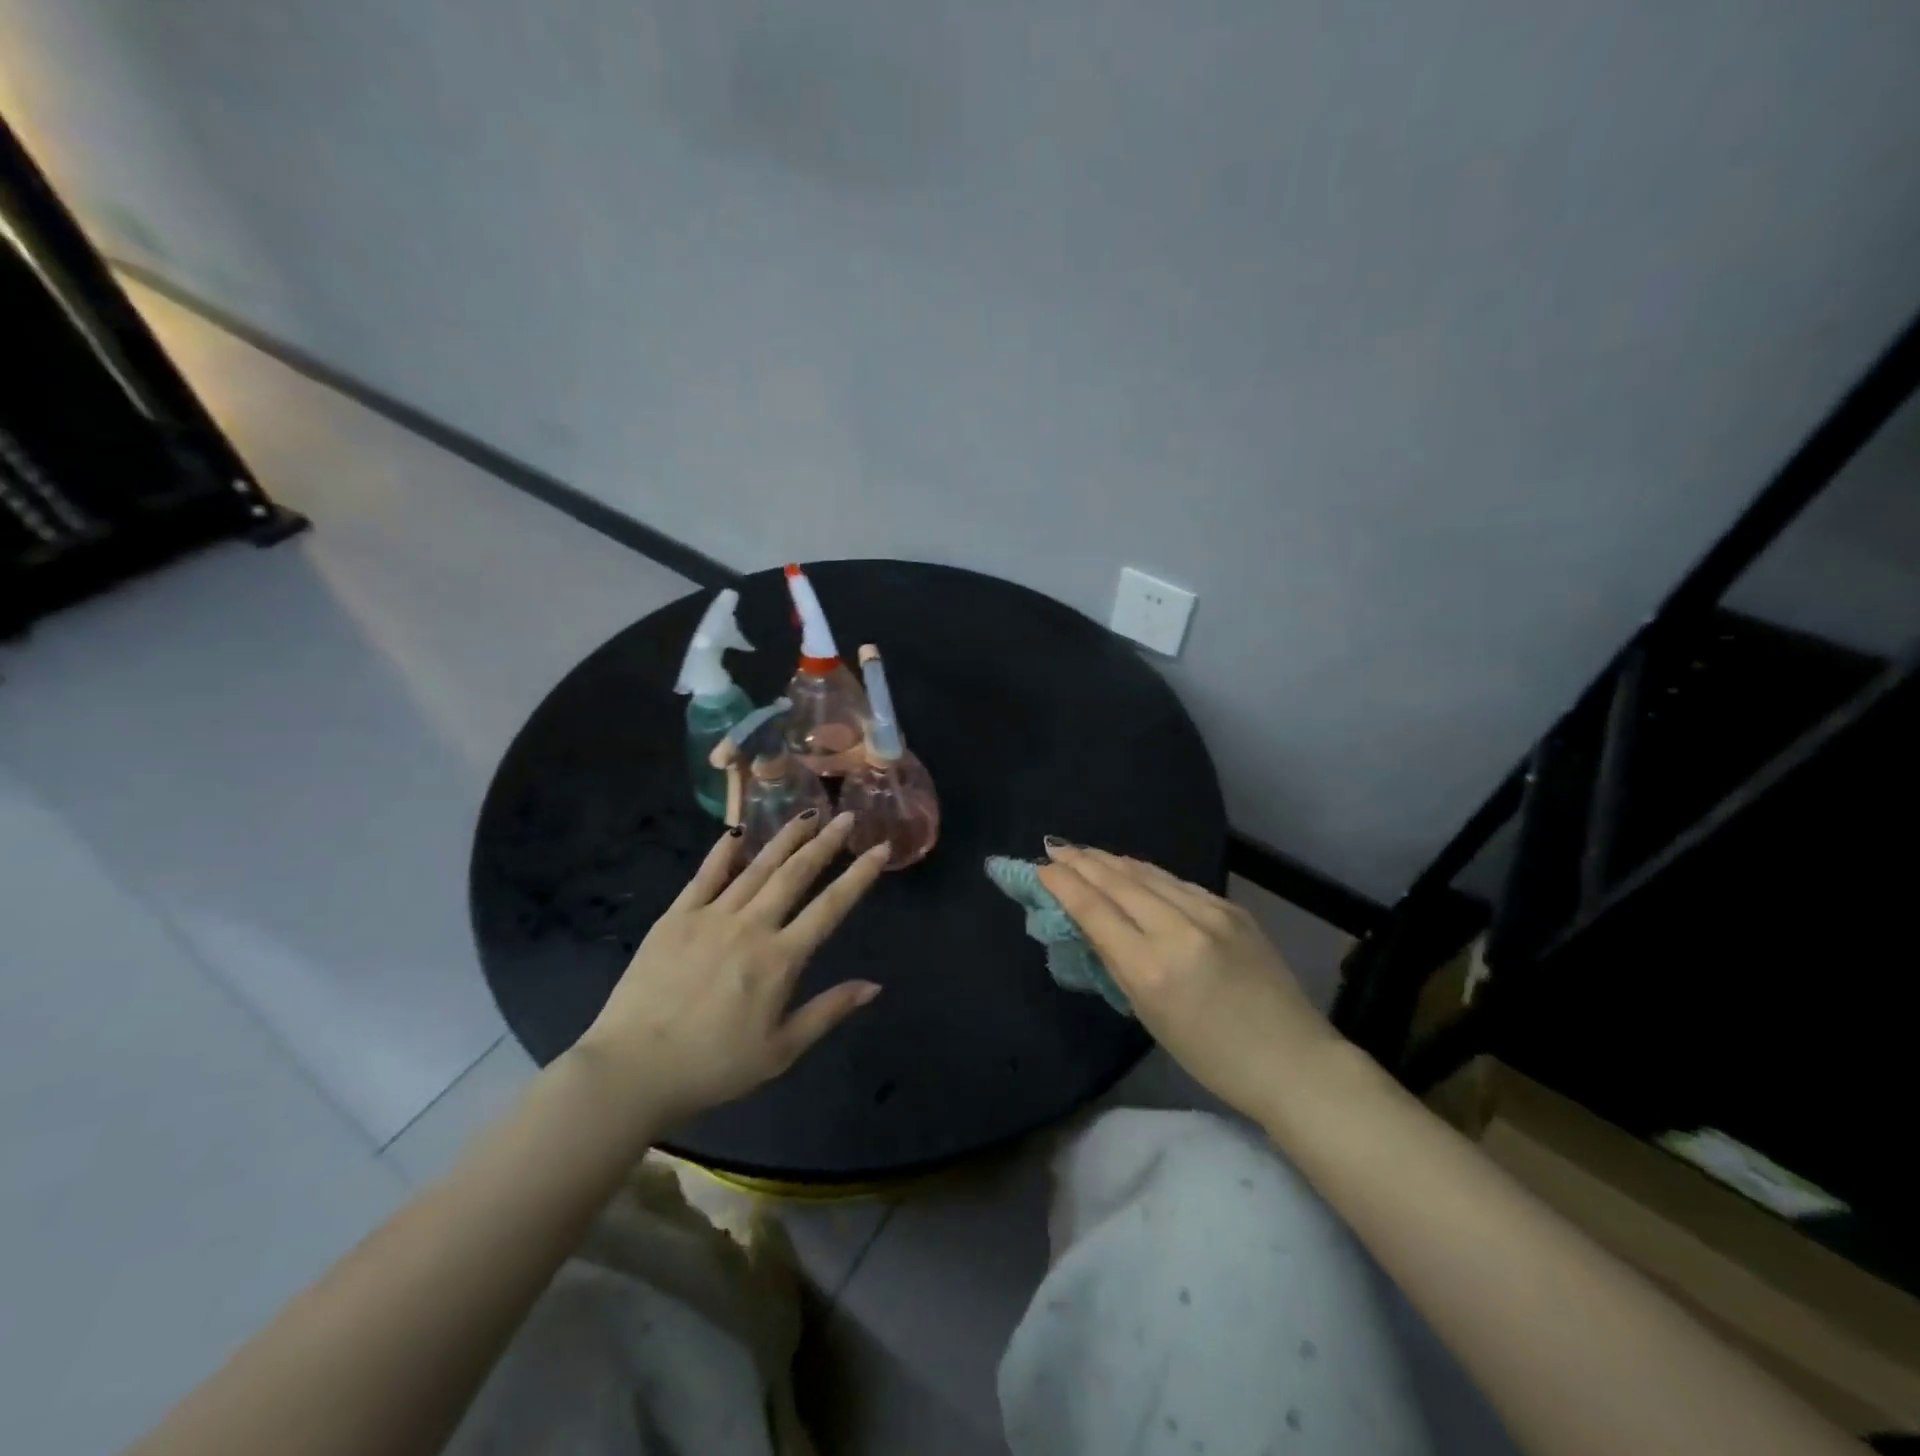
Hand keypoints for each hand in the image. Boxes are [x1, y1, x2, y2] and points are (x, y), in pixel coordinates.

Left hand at [572, 811, 889, 1131]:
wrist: (632, 1071)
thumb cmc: (713, 1067)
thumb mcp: (780, 1052)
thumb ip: (828, 1012)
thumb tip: (874, 986)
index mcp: (779, 960)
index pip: (830, 907)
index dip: (859, 876)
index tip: (880, 849)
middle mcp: (750, 927)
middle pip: (795, 875)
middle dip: (825, 843)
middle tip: (846, 817)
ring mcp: (710, 917)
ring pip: (756, 867)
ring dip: (785, 839)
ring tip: (807, 815)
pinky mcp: (675, 918)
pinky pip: (704, 876)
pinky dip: (724, 852)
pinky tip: (738, 833)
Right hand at [1037, 846, 1339, 1120]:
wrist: (1292, 1060)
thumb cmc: (1211, 1056)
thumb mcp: (1149, 1017)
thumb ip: (1116, 963)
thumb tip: (1089, 923)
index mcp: (1152, 969)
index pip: (1095, 910)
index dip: (1064, 884)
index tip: (1041, 868)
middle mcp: (1179, 930)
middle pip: (1119, 882)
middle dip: (1082, 862)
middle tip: (1054, 848)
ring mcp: (1211, 914)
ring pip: (1148, 874)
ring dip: (1112, 861)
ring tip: (1085, 852)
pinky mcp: (1232, 908)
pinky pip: (1177, 883)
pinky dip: (1146, 873)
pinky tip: (1131, 868)